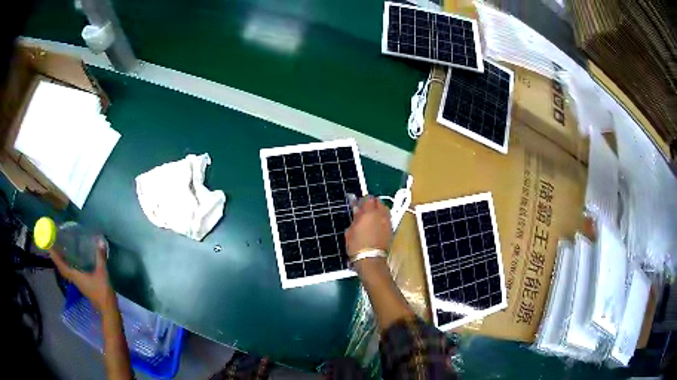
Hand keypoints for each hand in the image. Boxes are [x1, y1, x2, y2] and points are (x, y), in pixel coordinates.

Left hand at [50, 238, 115, 311]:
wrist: (108, 308)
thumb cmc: (102, 290)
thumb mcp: (102, 272)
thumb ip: (100, 257)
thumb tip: (100, 240)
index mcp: (76, 276)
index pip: (62, 267)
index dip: (56, 258)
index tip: (50, 249)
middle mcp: (75, 280)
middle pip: (63, 270)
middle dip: (58, 260)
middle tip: (54, 249)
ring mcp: (79, 284)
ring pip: (67, 273)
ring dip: (63, 264)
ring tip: (61, 254)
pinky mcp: (83, 286)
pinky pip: (72, 275)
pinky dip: (69, 268)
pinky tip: (73, 264)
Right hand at [345, 196, 391, 256]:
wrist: (370, 260)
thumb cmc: (357, 246)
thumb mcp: (350, 231)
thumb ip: (355, 218)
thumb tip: (357, 209)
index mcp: (369, 213)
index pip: (369, 199)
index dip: (363, 200)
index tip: (358, 204)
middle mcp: (381, 215)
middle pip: (379, 202)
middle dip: (372, 204)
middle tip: (365, 210)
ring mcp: (388, 222)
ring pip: (385, 210)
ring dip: (379, 210)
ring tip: (371, 217)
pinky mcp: (391, 230)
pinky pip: (387, 219)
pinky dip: (382, 219)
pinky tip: (376, 225)